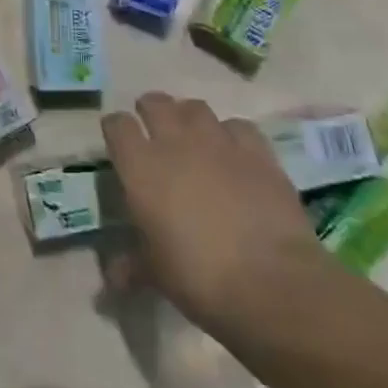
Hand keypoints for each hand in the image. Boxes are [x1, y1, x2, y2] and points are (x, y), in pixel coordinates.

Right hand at [101, 93, 327, 334]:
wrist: (271, 283)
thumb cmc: (197, 276)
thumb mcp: (154, 273)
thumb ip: (131, 264)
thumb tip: (115, 277)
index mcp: (139, 166)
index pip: (116, 125)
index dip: (116, 130)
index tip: (119, 144)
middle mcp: (175, 143)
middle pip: (155, 103)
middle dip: (151, 111)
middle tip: (154, 130)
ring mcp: (219, 144)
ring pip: (196, 108)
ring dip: (189, 118)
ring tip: (193, 137)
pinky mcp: (259, 154)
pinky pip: (239, 127)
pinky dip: (232, 135)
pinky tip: (235, 154)